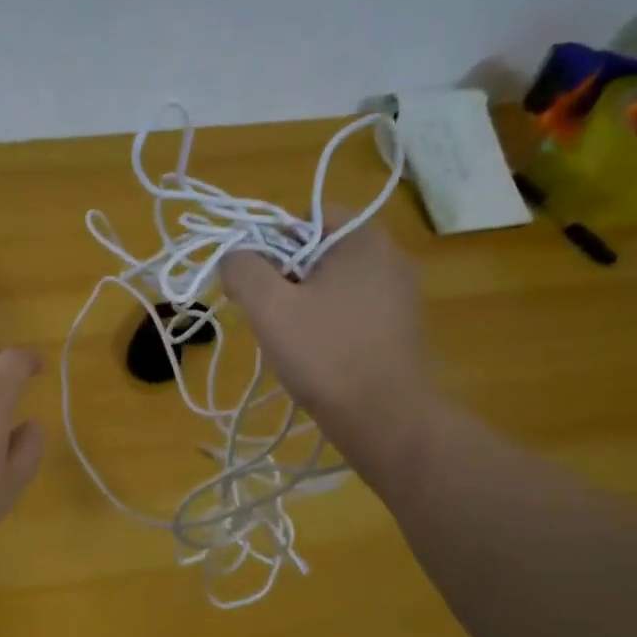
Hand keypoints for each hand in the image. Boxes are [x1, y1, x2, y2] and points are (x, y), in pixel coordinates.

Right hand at [219, 211, 438, 462]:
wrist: (386, 419)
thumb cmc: (326, 355)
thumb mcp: (270, 307)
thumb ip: (243, 270)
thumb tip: (235, 256)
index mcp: (363, 238)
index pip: (305, 218)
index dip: (271, 246)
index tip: (260, 286)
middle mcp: (390, 256)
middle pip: (318, 252)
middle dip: (286, 280)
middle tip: (272, 318)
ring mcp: (401, 294)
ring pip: (333, 285)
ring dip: (305, 306)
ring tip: (295, 343)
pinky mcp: (402, 328)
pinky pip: (353, 311)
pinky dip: (329, 326)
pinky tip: (321, 357)